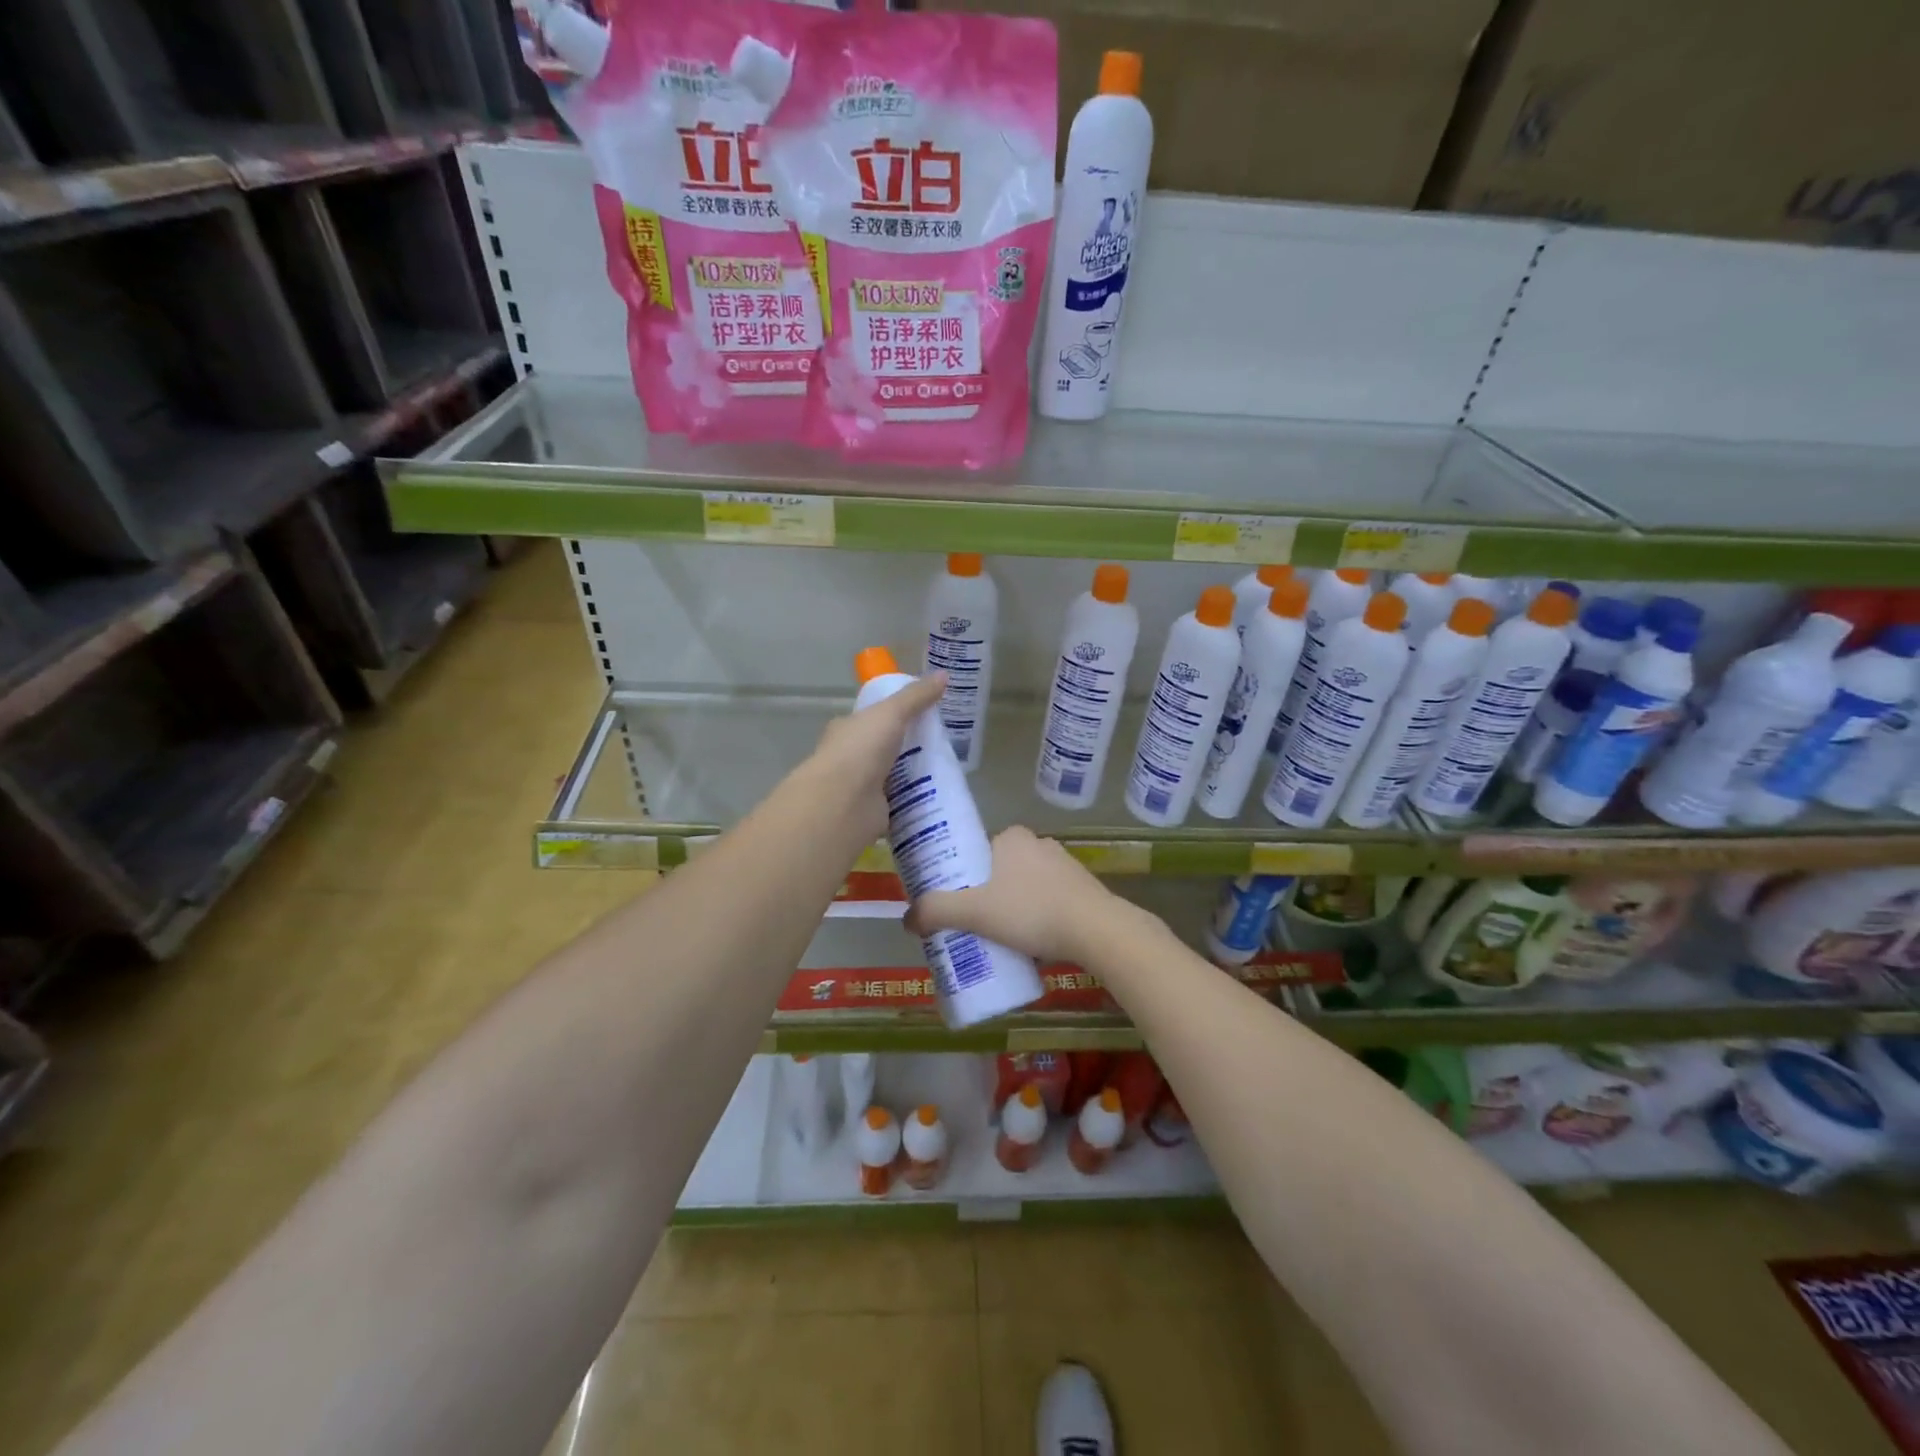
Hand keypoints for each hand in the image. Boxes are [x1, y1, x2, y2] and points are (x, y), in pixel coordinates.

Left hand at [797, 672, 945, 842]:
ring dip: (914, 776)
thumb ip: (916, 696)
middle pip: (884, 749)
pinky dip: (914, 801)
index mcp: (847, 730)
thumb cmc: (861, 749)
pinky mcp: (873, 812)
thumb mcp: (892, 712)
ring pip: (893, 777)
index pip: (871, 719)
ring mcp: (860, 787)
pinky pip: (899, 803)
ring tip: (948, 772)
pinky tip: (938, 798)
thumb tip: (943, 675)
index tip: (921, 717)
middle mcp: (850, 758)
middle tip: (942, 746)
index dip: (893, 716)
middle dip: (909, 748)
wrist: (844, 802)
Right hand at [903, 827, 1121, 963]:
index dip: (960, 877)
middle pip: (998, 871)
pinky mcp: (1083, 888)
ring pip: (1024, 887)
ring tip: (1000, 939)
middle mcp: (1038, 843)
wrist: (1097, 931)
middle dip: (986, 896)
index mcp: (1011, 837)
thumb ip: (936, 911)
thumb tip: (906, 920)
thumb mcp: (975, 912)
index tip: (954, 905)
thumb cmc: (1031, 912)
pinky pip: (1048, 900)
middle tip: (973, 926)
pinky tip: (1032, 942)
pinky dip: (1036, 917)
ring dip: (1012, 908)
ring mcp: (1065, 865)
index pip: (975, 852)